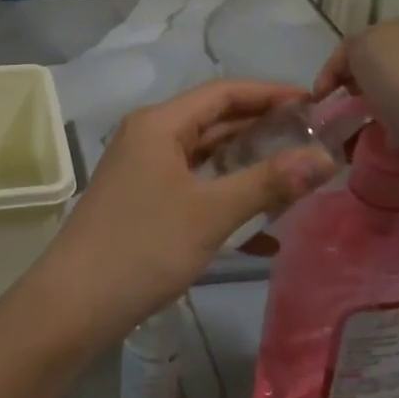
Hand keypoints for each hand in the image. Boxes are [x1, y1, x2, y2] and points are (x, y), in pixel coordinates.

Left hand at [11, 80, 335, 353]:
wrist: (74, 305)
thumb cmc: (143, 247)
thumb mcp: (211, 213)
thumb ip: (269, 182)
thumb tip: (324, 158)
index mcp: (160, 124)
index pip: (224, 92)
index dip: (271, 94)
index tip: (316, 106)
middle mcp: (149, 137)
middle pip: (215, 122)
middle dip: (264, 131)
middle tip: (314, 144)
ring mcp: (143, 171)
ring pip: (206, 158)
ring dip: (248, 168)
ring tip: (297, 180)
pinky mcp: (143, 203)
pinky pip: (194, 189)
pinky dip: (226, 201)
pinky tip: (264, 235)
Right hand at [313, 15, 398, 187]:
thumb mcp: (370, 55)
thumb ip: (353, 52)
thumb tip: (359, 73)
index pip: (354, 44)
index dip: (330, 73)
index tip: (317, 105)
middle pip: (380, 68)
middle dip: (356, 94)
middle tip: (342, 124)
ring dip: (380, 115)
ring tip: (372, 142)